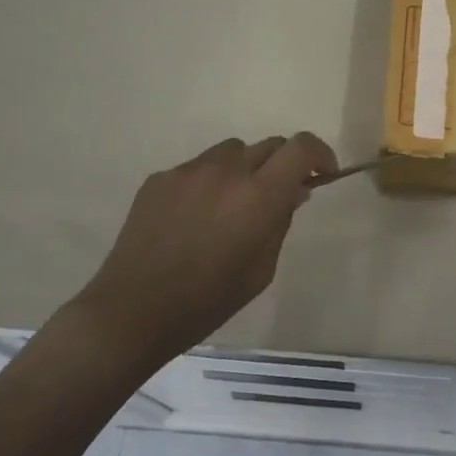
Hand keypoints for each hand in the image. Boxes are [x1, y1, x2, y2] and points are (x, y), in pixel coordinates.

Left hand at [76, 132, 337, 367]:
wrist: (132, 311)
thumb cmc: (207, 301)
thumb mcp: (261, 270)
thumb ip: (281, 222)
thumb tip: (294, 190)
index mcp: (258, 196)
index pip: (301, 148)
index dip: (319, 154)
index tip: (322, 173)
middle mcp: (227, 171)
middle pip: (268, 145)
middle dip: (282, 164)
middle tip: (278, 194)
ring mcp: (189, 170)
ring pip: (231, 151)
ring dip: (244, 169)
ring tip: (232, 204)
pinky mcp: (160, 177)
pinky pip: (197, 167)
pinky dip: (208, 182)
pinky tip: (194, 217)